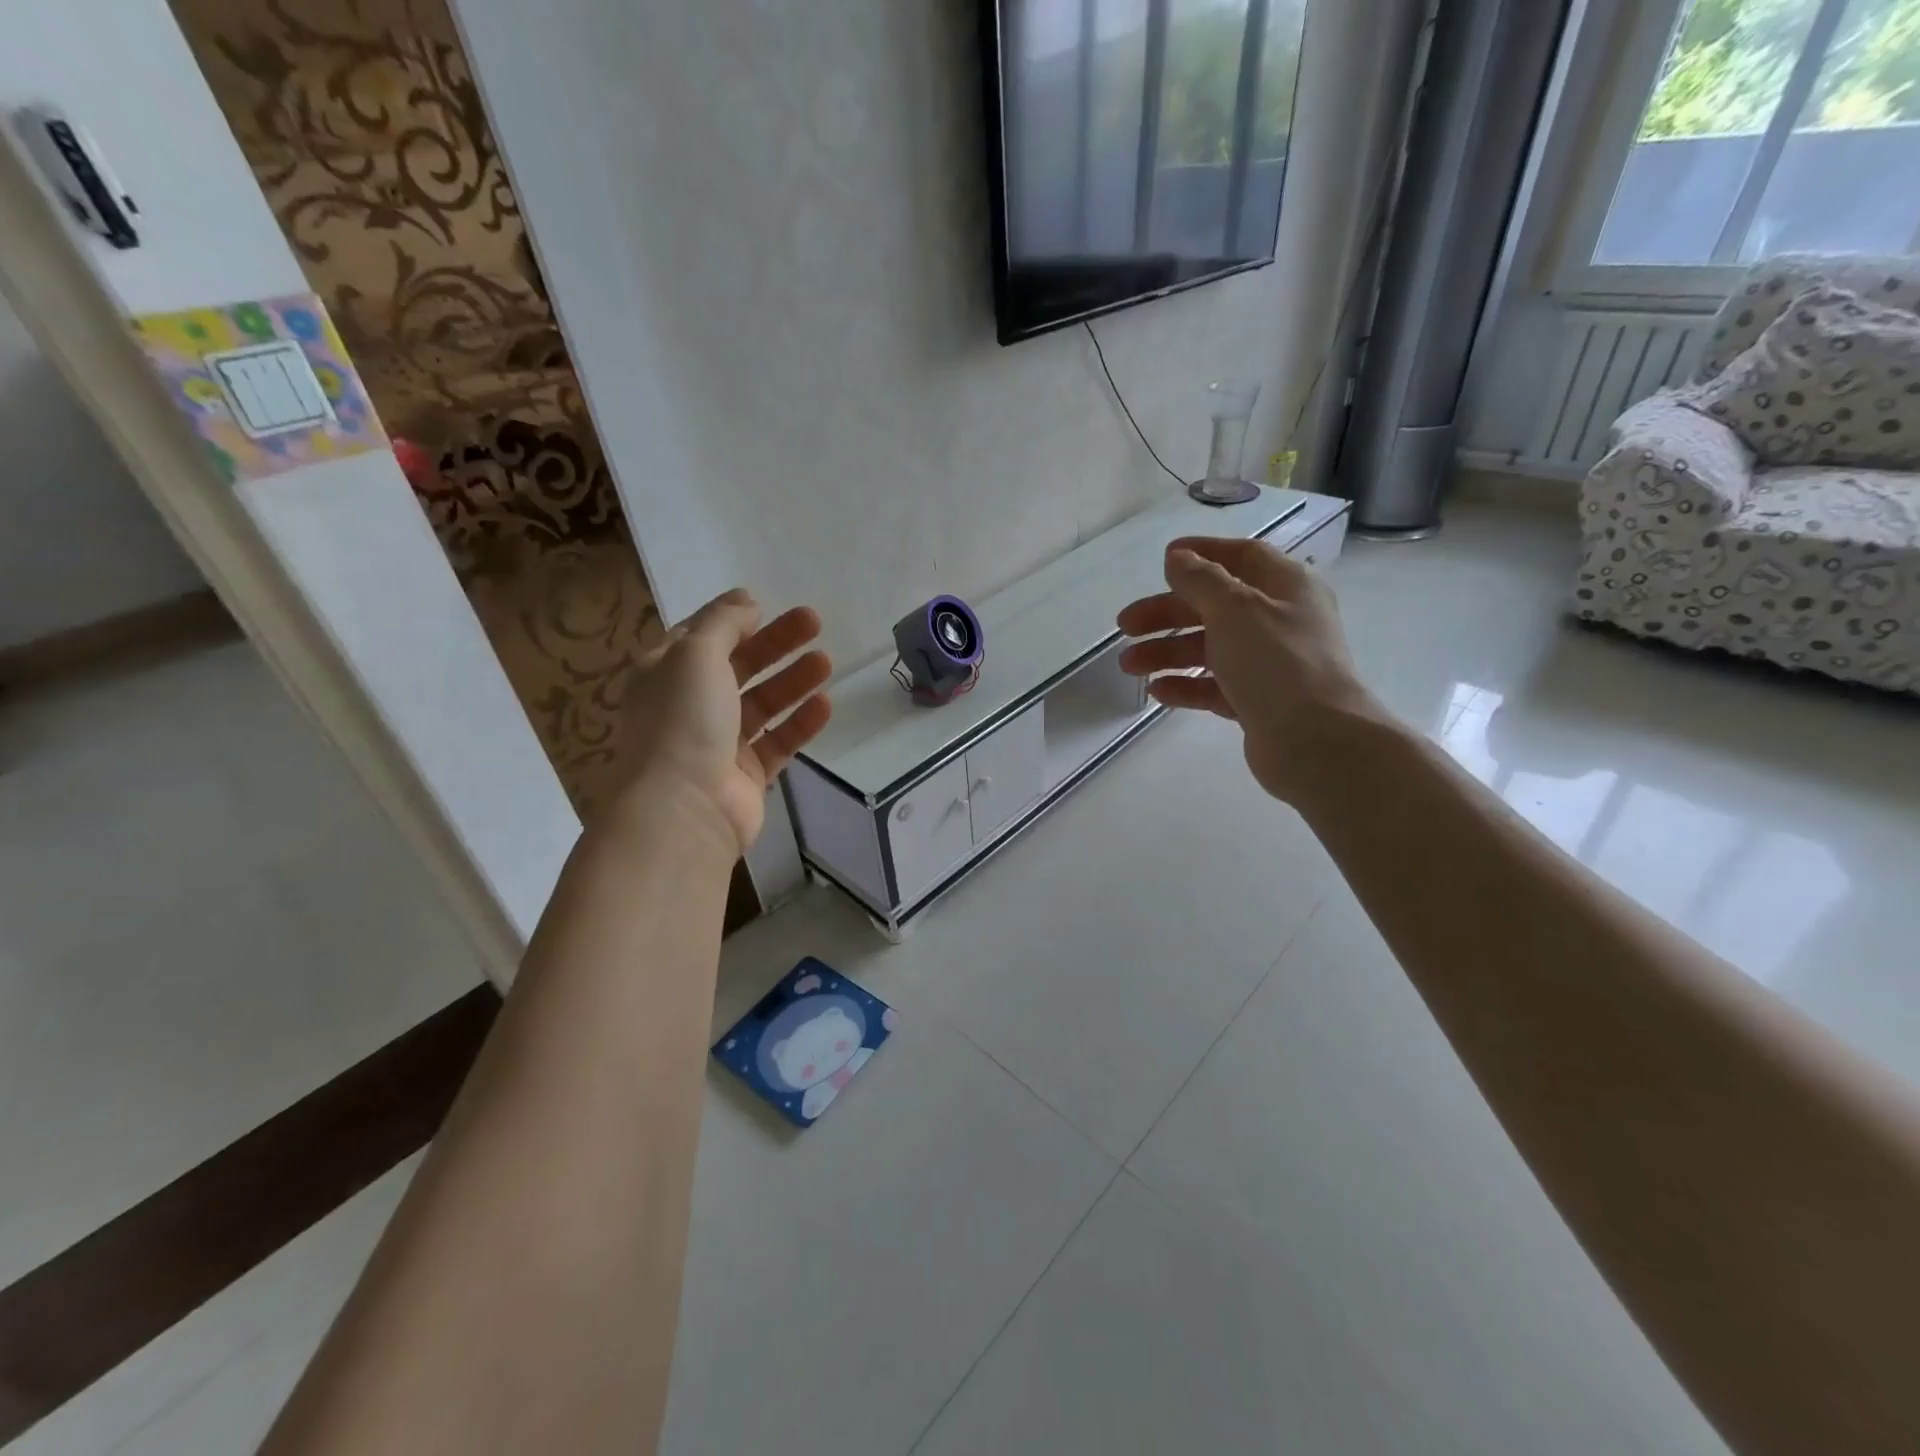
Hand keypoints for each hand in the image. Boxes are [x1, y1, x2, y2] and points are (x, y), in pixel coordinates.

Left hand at [610, 589, 832, 854]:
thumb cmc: (683, 720)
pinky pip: (778, 741)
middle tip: (815, 623)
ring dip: (792, 680)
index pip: (700, 637)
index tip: (767, 604)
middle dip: (775, 643)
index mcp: (663, 673)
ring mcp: (719, 743)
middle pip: (738, 665)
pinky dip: (800, 722)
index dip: (732, 619)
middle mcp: (688, 706)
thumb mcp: (695, 654)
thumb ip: (723, 622)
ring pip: (762, 703)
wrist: (684, 808)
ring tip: (826, 661)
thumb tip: (745, 601)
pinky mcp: (746, 774)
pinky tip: (825, 704)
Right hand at [1116, 537, 1390, 804]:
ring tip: (1129, 666)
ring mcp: (1270, 664)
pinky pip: (1215, 686)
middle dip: (1167, 614)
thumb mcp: (1234, 608)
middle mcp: (1280, 620)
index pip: (1242, 557)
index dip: (1202, 554)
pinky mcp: (1259, 702)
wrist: (1314, 739)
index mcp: (1286, 586)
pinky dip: (1186, 685)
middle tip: (1125, 626)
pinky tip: (1156, 691)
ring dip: (1167, 652)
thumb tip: (1178, 558)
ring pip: (1210, 648)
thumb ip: (1201, 579)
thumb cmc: (1276, 661)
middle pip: (1215, 606)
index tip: (1163, 560)